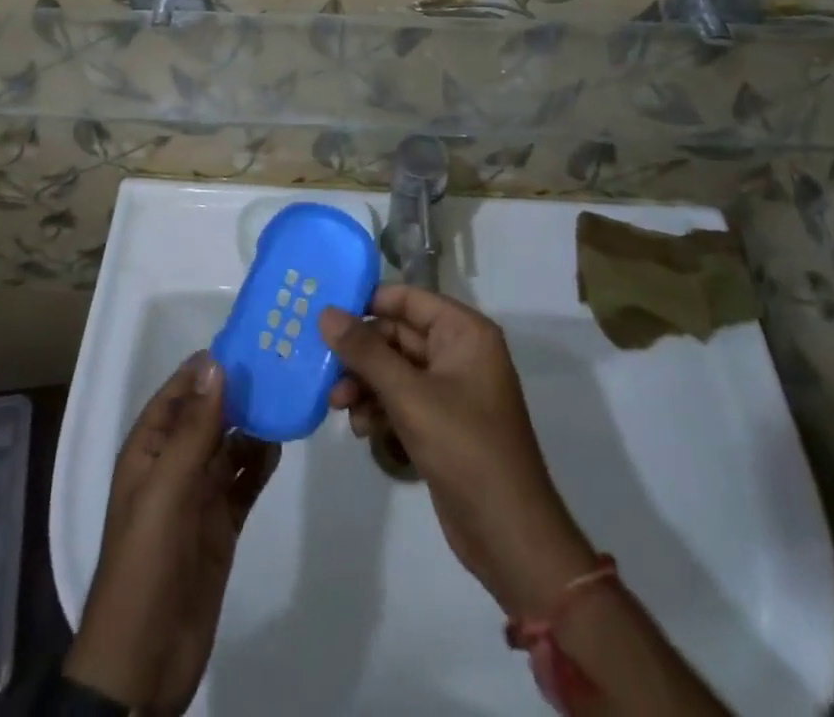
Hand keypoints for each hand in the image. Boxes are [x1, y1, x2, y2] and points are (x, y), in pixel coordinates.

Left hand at [65, 353, 279, 714]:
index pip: (180, 392)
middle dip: (239, 390)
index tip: (249, 340)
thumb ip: (193, 428)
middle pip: (209, 414)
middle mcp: (174, 463)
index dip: (209, 366)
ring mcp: (199, 494)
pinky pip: (245, 480)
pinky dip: (260, 461)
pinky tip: (282, 443)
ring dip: (254, 423)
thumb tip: (215, 362)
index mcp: (150, 448)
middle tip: (281, 363)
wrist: (145, 658)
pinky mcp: (222, 523)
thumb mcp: (166, 488)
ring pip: (230, 444)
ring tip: (288, 397)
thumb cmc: (146, 561)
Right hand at [320, 286, 596, 617]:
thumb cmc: (465, 449)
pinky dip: (378, 408)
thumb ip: (365, 352)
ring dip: (364, 384)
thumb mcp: (409, 396)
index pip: (407, 298)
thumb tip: (325, 313)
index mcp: (464, 332)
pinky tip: (360, 428)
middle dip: (360, 355)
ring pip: (394, 369)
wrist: (509, 535)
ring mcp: (450, 389)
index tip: (325, 314)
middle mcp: (459, 352)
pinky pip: (401, 399)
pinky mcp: (441, 422)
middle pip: (396, 335)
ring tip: (338, 406)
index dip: (367, 302)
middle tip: (325, 372)